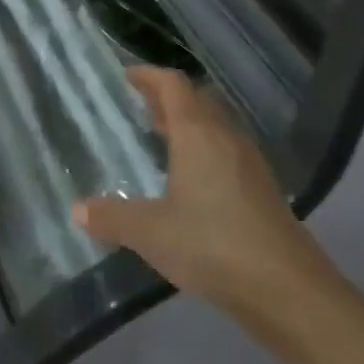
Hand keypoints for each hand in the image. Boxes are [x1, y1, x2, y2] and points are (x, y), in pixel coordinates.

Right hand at [74, 67, 329, 316]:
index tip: (129, 76)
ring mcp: (250, 163)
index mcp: (198, 134)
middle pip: (198, 100)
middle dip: (170, 98)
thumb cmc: (212, 245)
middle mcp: (226, 138)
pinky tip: (194, 179)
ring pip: (217, 126)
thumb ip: (112, 218)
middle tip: (143, 107)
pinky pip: (229, 151)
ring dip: (191, 123)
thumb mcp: (151, 232)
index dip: (150, 76)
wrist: (286, 287)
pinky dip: (207, 149)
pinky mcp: (263, 189)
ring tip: (165, 138)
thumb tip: (78, 209)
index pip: (174, 86)